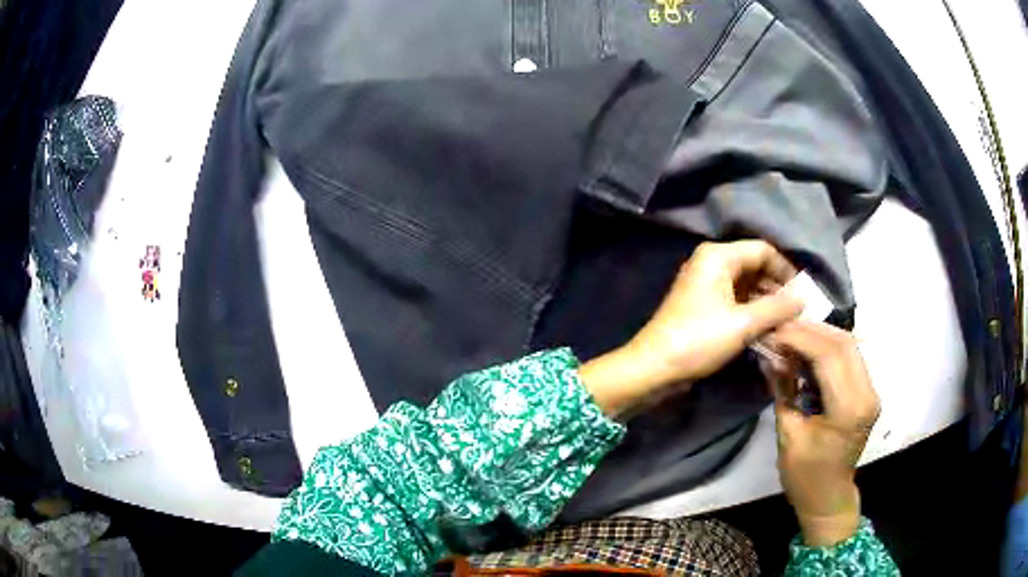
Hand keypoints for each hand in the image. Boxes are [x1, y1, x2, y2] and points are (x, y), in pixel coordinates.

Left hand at [580, 240, 803, 415]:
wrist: (653, 368)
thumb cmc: (699, 340)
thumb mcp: (743, 323)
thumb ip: (777, 308)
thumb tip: (804, 298)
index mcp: (718, 256)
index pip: (763, 250)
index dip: (786, 270)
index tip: (804, 294)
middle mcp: (711, 264)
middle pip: (755, 267)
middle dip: (778, 289)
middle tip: (798, 313)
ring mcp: (706, 285)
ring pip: (746, 286)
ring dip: (766, 303)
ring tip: (787, 324)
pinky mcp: (703, 307)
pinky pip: (735, 301)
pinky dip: (752, 313)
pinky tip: (768, 330)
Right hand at [763, 320, 880, 546]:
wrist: (829, 497)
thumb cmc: (805, 476)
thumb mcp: (788, 436)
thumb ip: (783, 391)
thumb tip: (770, 355)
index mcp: (849, 410)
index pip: (829, 356)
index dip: (801, 337)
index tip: (774, 330)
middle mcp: (867, 394)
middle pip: (844, 343)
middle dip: (810, 330)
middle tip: (781, 329)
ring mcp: (871, 391)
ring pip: (849, 345)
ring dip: (820, 335)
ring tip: (791, 335)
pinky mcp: (867, 391)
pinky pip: (850, 357)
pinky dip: (828, 347)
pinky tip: (807, 349)